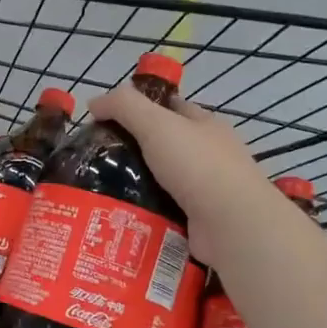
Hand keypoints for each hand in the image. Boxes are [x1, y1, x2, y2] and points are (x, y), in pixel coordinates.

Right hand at [88, 83, 274, 265]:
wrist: (233, 225)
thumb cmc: (197, 165)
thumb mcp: (156, 124)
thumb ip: (124, 107)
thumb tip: (94, 102)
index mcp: (204, 125)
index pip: (169, 107)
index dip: (139, 108)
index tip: (105, 120)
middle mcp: (208, 155)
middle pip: (162, 146)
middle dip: (131, 151)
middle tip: (94, 161)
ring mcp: (206, 190)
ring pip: (160, 182)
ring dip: (134, 186)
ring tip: (98, 191)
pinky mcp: (199, 221)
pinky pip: (163, 212)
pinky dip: (144, 214)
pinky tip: (120, 216)